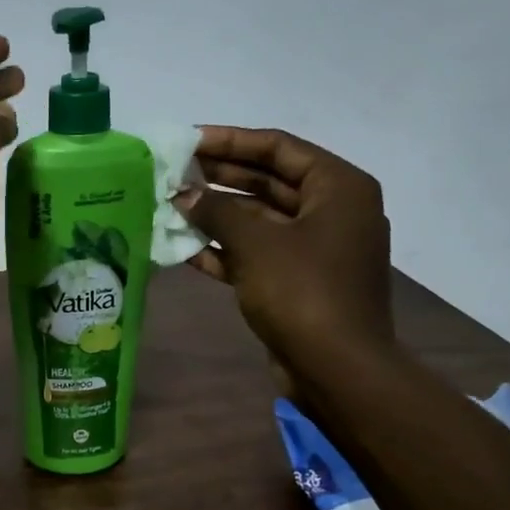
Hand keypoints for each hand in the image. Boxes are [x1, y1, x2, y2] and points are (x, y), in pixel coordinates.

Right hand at [175, 126, 393, 372]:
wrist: (336, 369)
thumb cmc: (303, 293)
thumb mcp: (256, 244)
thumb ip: (216, 212)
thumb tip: (183, 195)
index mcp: (338, 187)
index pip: (278, 148)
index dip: (230, 141)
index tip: (188, 141)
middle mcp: (332, 211)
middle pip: (269, 182)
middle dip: (220, 179)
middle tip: (173, 173)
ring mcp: (316, 249)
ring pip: (259, 221)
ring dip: (217, 217)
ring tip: (171, 208)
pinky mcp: (299, 282)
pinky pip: (258, 255)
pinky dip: (225, 252)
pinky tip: (184, 250)